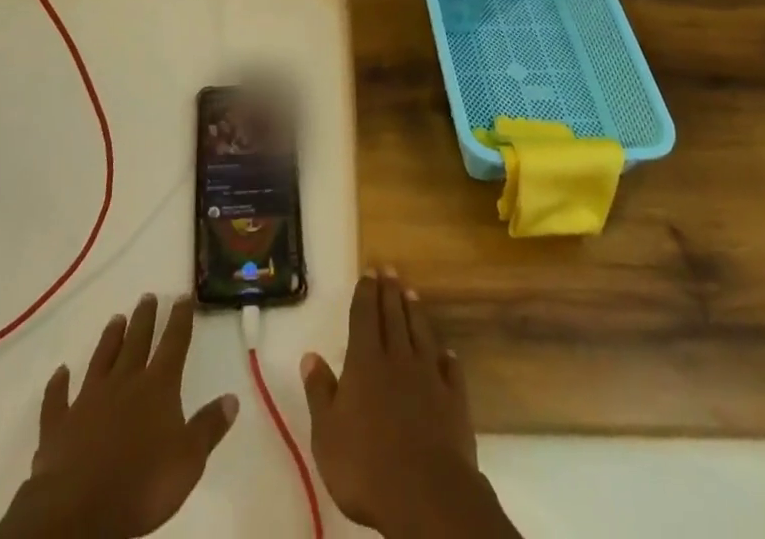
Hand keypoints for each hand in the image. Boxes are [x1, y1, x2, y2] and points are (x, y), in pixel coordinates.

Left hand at [0, 294, 236, 538]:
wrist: (79, 511)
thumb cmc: (142, 484)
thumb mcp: (189, 461)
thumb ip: (209, 427)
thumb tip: (232, 398)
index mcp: (157, 387)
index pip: (174, 343)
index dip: (180, 319)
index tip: (182, 296)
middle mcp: (124, 382)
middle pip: (136, 342)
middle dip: (144, 319)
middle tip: (147, 296)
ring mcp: (88, 400)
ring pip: (101, 360)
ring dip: (109, 339)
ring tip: (116, 318)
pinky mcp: (59, 425)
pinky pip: (58, 399)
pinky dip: (58, 385)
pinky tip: (60, 372)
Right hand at [301, 270, 518, 538]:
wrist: (426, 494)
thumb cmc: (366, 465)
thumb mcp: (326, 434)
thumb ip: (319, 392)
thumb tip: (310, 356)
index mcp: (365, 362)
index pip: (364, 316)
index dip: (365, 293)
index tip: (369, 272)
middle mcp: (398, 359)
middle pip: (393, 316)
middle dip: (390, 291)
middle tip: (390, 269)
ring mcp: (429, 377)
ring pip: (421, 334)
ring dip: (415, 312)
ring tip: (412, 293)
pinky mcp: (454, 400)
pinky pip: (450, 370)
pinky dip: (447, 357)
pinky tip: (446, 352)